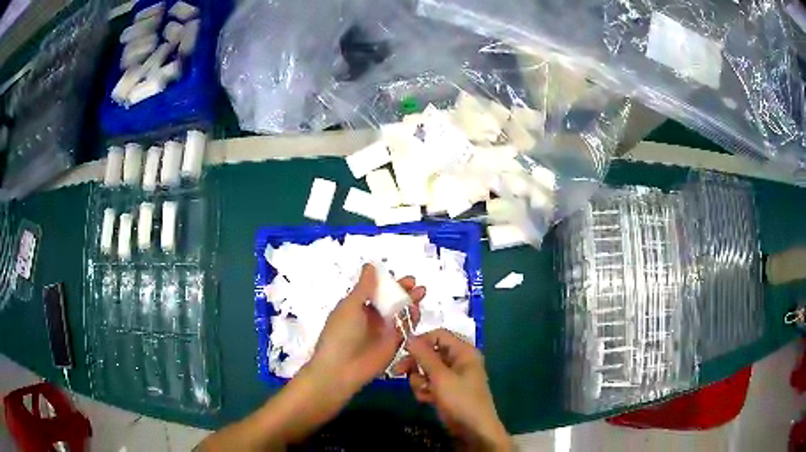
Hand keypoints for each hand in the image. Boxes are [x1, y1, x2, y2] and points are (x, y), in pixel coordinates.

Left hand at [309, 263, 424, 395]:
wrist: (341, 369)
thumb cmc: (341, 333)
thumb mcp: (350, 306)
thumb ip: (364, 287)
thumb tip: (370, 265)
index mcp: (357, 306)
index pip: (376, 290)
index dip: (389, 282)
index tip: (401, 276)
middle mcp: (371, 317)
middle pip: (391, 300)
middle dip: (404, 292)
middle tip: (416, 285)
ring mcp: (383, 331)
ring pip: (400, 313)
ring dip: (410, 303)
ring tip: (420, 294)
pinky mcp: (393, 344)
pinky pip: (405, 329)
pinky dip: (411, 320)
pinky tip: (416, 312)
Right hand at [396, 329, 509, 450]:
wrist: (474, 430)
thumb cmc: (460, 399)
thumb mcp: (441, 377)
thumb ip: (424, 356)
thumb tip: (409, 337)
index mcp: (463, 351)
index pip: (438, 335)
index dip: (420, 340)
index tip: (402, 350)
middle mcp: (458, 360)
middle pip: (430, 353)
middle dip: (416, 364)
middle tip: (399, 371)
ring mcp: (453, 376)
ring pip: (427, 370)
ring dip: (420, 380)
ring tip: (423, 391)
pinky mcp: (447, 390)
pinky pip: (430, 383)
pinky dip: (425, 390)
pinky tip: (426, 400)